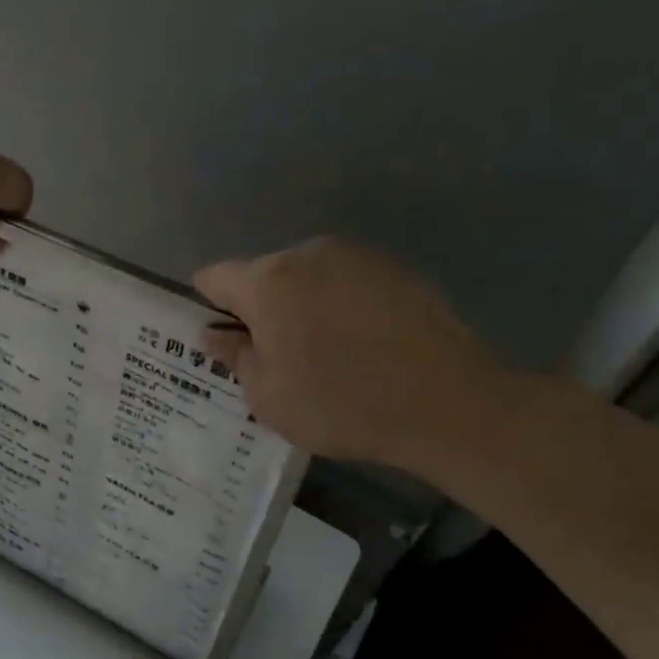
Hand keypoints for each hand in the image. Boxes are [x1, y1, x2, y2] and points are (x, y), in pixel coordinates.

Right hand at [195, 237, 521, 473]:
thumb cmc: (342, 405)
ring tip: (328, 354)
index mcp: (268, 283)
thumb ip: (236, 357)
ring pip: (306, 277)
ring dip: (302, 306)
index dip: (210, 306)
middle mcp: (307, 254)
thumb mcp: (270, 397)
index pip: (214, 277)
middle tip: (279, 357)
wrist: (448, 402)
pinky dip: (341, 305)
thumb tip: (215, 333)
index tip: (225, 339)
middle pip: (263, 275)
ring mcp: (355, 256)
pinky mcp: (394, 267)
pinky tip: (364, 344)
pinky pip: (346, 282)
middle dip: (260, 309)